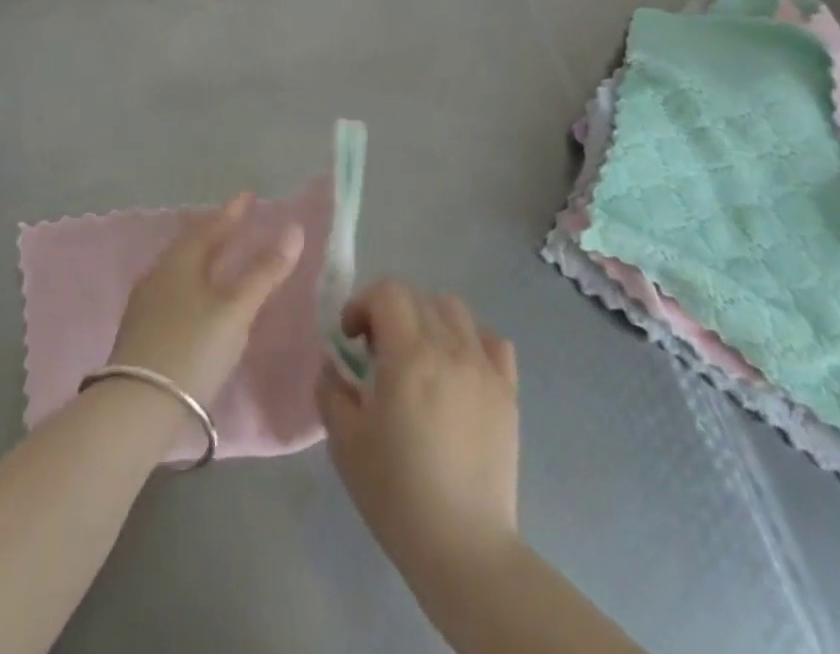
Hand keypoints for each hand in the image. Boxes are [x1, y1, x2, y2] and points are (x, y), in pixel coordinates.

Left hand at [109, 193, 304, 408]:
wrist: (135, 407)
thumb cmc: (192, 348)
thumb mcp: (236, 311)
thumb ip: (265, 272)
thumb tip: (294, 229)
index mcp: (181, 261)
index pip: (211, 226)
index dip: (233, 211)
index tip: (249, 195)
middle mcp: (159, 273)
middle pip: (192, 245)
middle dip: (216, 233)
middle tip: (237, 224)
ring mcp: (146, 303)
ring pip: (180, 269)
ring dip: (203, 260)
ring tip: (221, 259)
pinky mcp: (141, 331)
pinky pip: (173, 291)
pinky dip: (193, 285)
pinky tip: (200, 301)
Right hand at [317, 281, 520, 579]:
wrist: (463, 548)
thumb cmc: (396, 492)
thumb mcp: (344, 441)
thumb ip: (331, 390)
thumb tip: (332, 366)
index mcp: (409, 355)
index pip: (387, 292)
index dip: (362, 304)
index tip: (350, 338)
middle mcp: (450, 349)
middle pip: (418, 297)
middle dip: (390, 311)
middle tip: (377, 351)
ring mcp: (484, 368)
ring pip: (455, 311)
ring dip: (429, 320)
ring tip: (418, 357)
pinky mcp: (508, 392)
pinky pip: (492, 342)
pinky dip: (471, 342)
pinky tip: (458, 371)